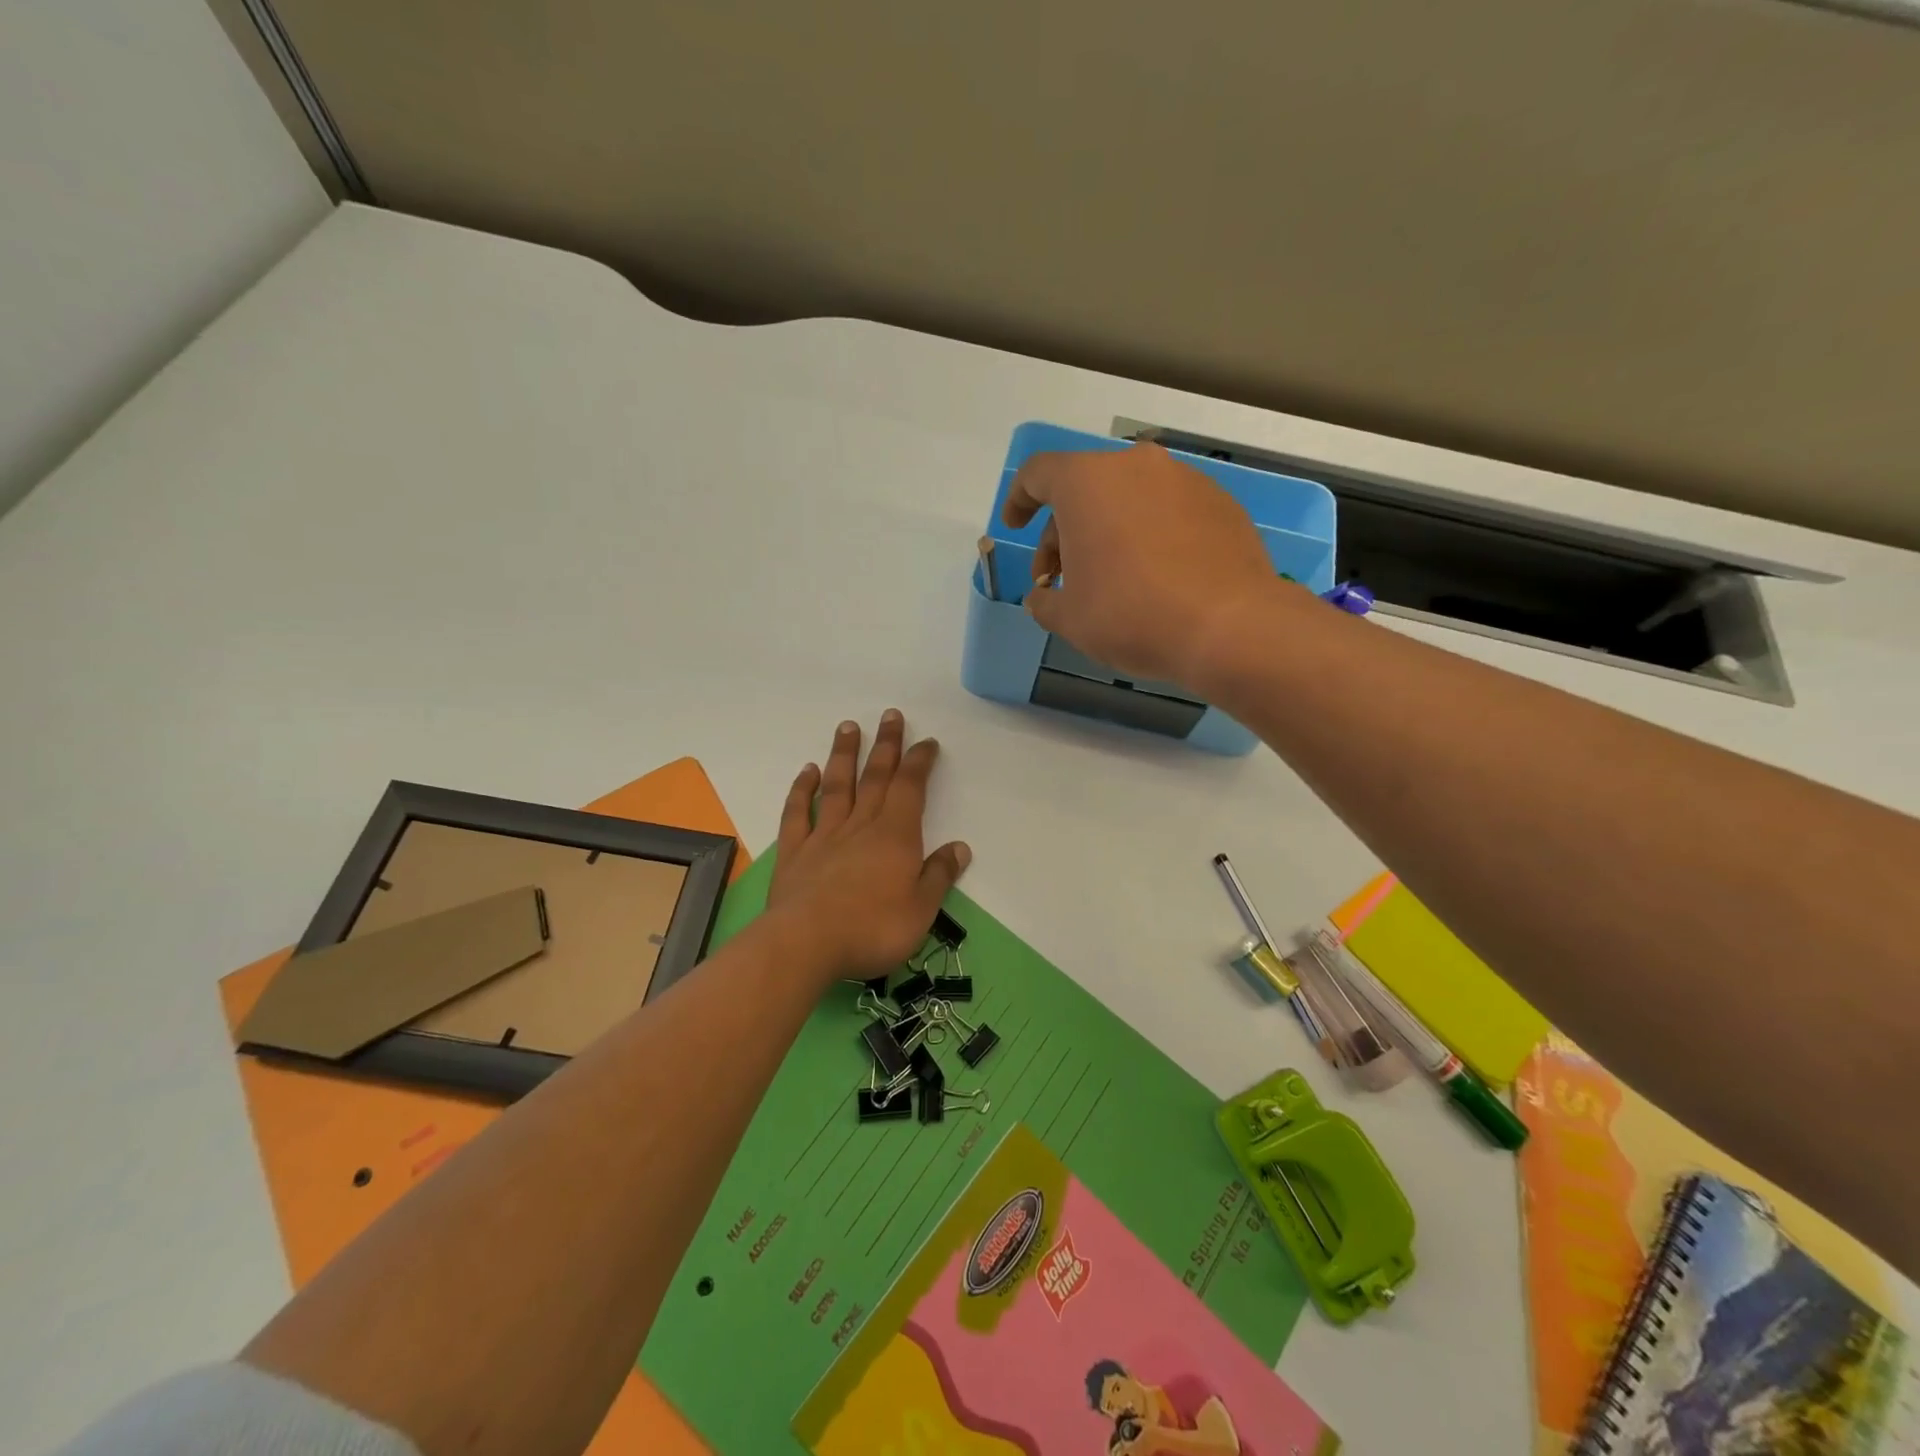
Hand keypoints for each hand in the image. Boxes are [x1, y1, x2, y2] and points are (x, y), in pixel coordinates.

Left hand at [766, 711, 970, 981]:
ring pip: (837, 786)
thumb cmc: (873, 929)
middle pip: (876, 777)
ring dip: (844, 755)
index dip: (919, 762)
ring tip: (849, 727)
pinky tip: (808, 772)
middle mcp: (861, 826)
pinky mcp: (795, 852)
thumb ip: (939, 876)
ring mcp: (824, 836)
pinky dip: (802, 790)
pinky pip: (798, 813)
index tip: (926, 742)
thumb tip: (959, 847)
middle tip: (890, 715)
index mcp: (896, 836)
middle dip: (886, 745)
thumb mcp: (921, 910)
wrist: (806, 944)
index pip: (911, 788)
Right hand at [1003, 441, 1281, 687]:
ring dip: (1107, 533)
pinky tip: (1153, 578)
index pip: (1038, 474)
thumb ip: (1044, 601)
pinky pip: (1167, 512)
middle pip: (1084, 490)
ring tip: (1108, 582)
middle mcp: (1136, 466)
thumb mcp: (1069, 618)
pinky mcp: (1220, 503)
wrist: (1229, 627)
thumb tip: (1042, 598)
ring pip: (1128, 499)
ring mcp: (1184, 480)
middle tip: (1058, 579)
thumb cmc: (1131, 615)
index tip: (1014, 527)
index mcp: (1087, 482)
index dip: (1018, 500)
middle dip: (1063, 533)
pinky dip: (1149, 535)